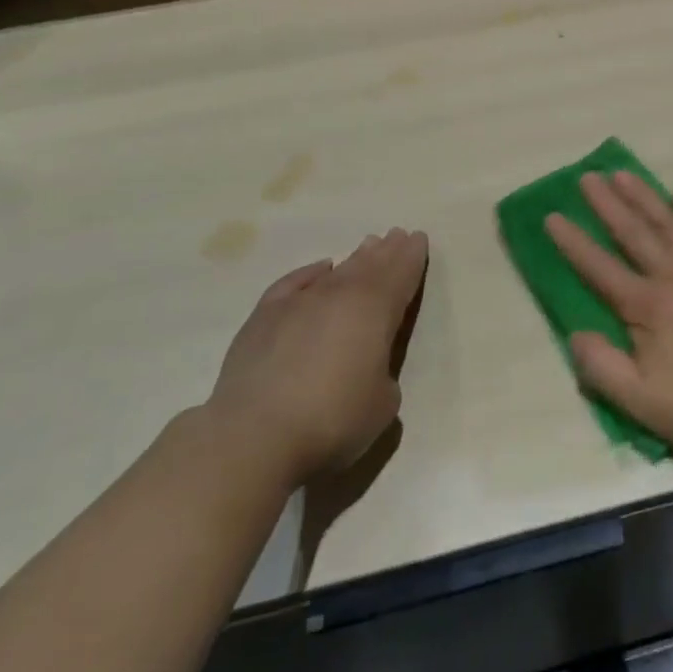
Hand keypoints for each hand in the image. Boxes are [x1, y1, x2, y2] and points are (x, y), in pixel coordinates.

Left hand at [205, 228, 426, 486]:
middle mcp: (340, 295)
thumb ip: (383, 372)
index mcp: (376, 310)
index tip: (418, 238)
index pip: (401, 274)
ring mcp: (300, 302)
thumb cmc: (332, 419)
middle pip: (370, 265)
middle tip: (395, 235)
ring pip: (337, 271)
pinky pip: (295, 283)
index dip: (412, 256)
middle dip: (386, 251)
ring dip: (355, 258)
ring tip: (367, 246)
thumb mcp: (383, 403)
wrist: (254, 436)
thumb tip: (368, 365)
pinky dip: (311, 273)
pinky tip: (320, 268)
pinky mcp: (265, 317)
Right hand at [547, 172, 672, 466]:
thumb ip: (603, 369)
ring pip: (668, 222)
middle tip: (586, 176)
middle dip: (606, 204)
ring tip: (621, 173)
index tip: (552, 215)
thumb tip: (574, 334)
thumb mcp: (644, 405)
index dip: (573, 242)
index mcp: (647, 307)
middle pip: (632, 233)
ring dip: (643, 196)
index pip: (599, 268)